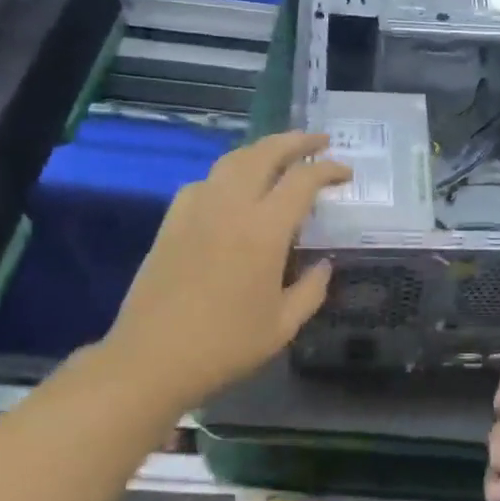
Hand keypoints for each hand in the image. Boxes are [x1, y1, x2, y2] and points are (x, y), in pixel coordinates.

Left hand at [101, 132, 350, 415]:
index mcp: (264, 231)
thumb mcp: (283, 326)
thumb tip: (323, 264)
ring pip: (231, 161)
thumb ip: (311, 290)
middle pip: (265, 153)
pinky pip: (203, 182)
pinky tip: (232, 190)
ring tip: (280, 156)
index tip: (346, 174)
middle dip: (296, 141)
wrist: (152, 359)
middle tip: (320, 142)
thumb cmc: (225, 346)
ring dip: (261, 150)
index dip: (329, 170)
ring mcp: (196, 210)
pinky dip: (227, 174)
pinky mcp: (171, 222)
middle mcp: (230, 207)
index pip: (303, 181)